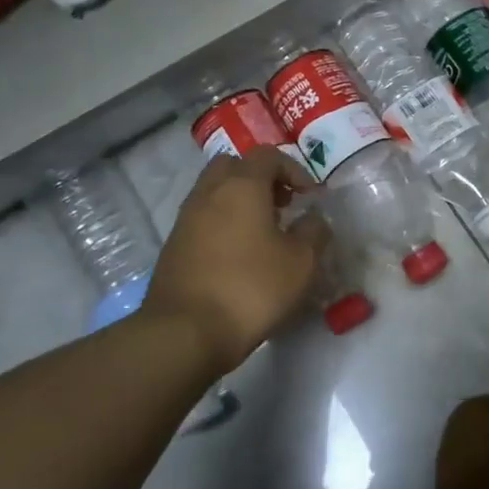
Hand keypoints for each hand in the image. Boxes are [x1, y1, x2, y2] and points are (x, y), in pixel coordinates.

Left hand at [141, 147, 329, 373]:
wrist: (185, 333)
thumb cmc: (251, 288)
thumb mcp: (301, 262)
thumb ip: (314, 232)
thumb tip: (313, 219)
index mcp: (242, 186)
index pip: (268, 155)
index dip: (294, 170)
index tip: (310, 196)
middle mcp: (209, 193)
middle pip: (234, 166)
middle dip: (261, 178)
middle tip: (282, 204)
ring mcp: (186, 219)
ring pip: (214, 192)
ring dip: (240, 201)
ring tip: (263, 232)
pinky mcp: (174, 246)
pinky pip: (203, 218)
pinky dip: (223, 223)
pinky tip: (239, 255)